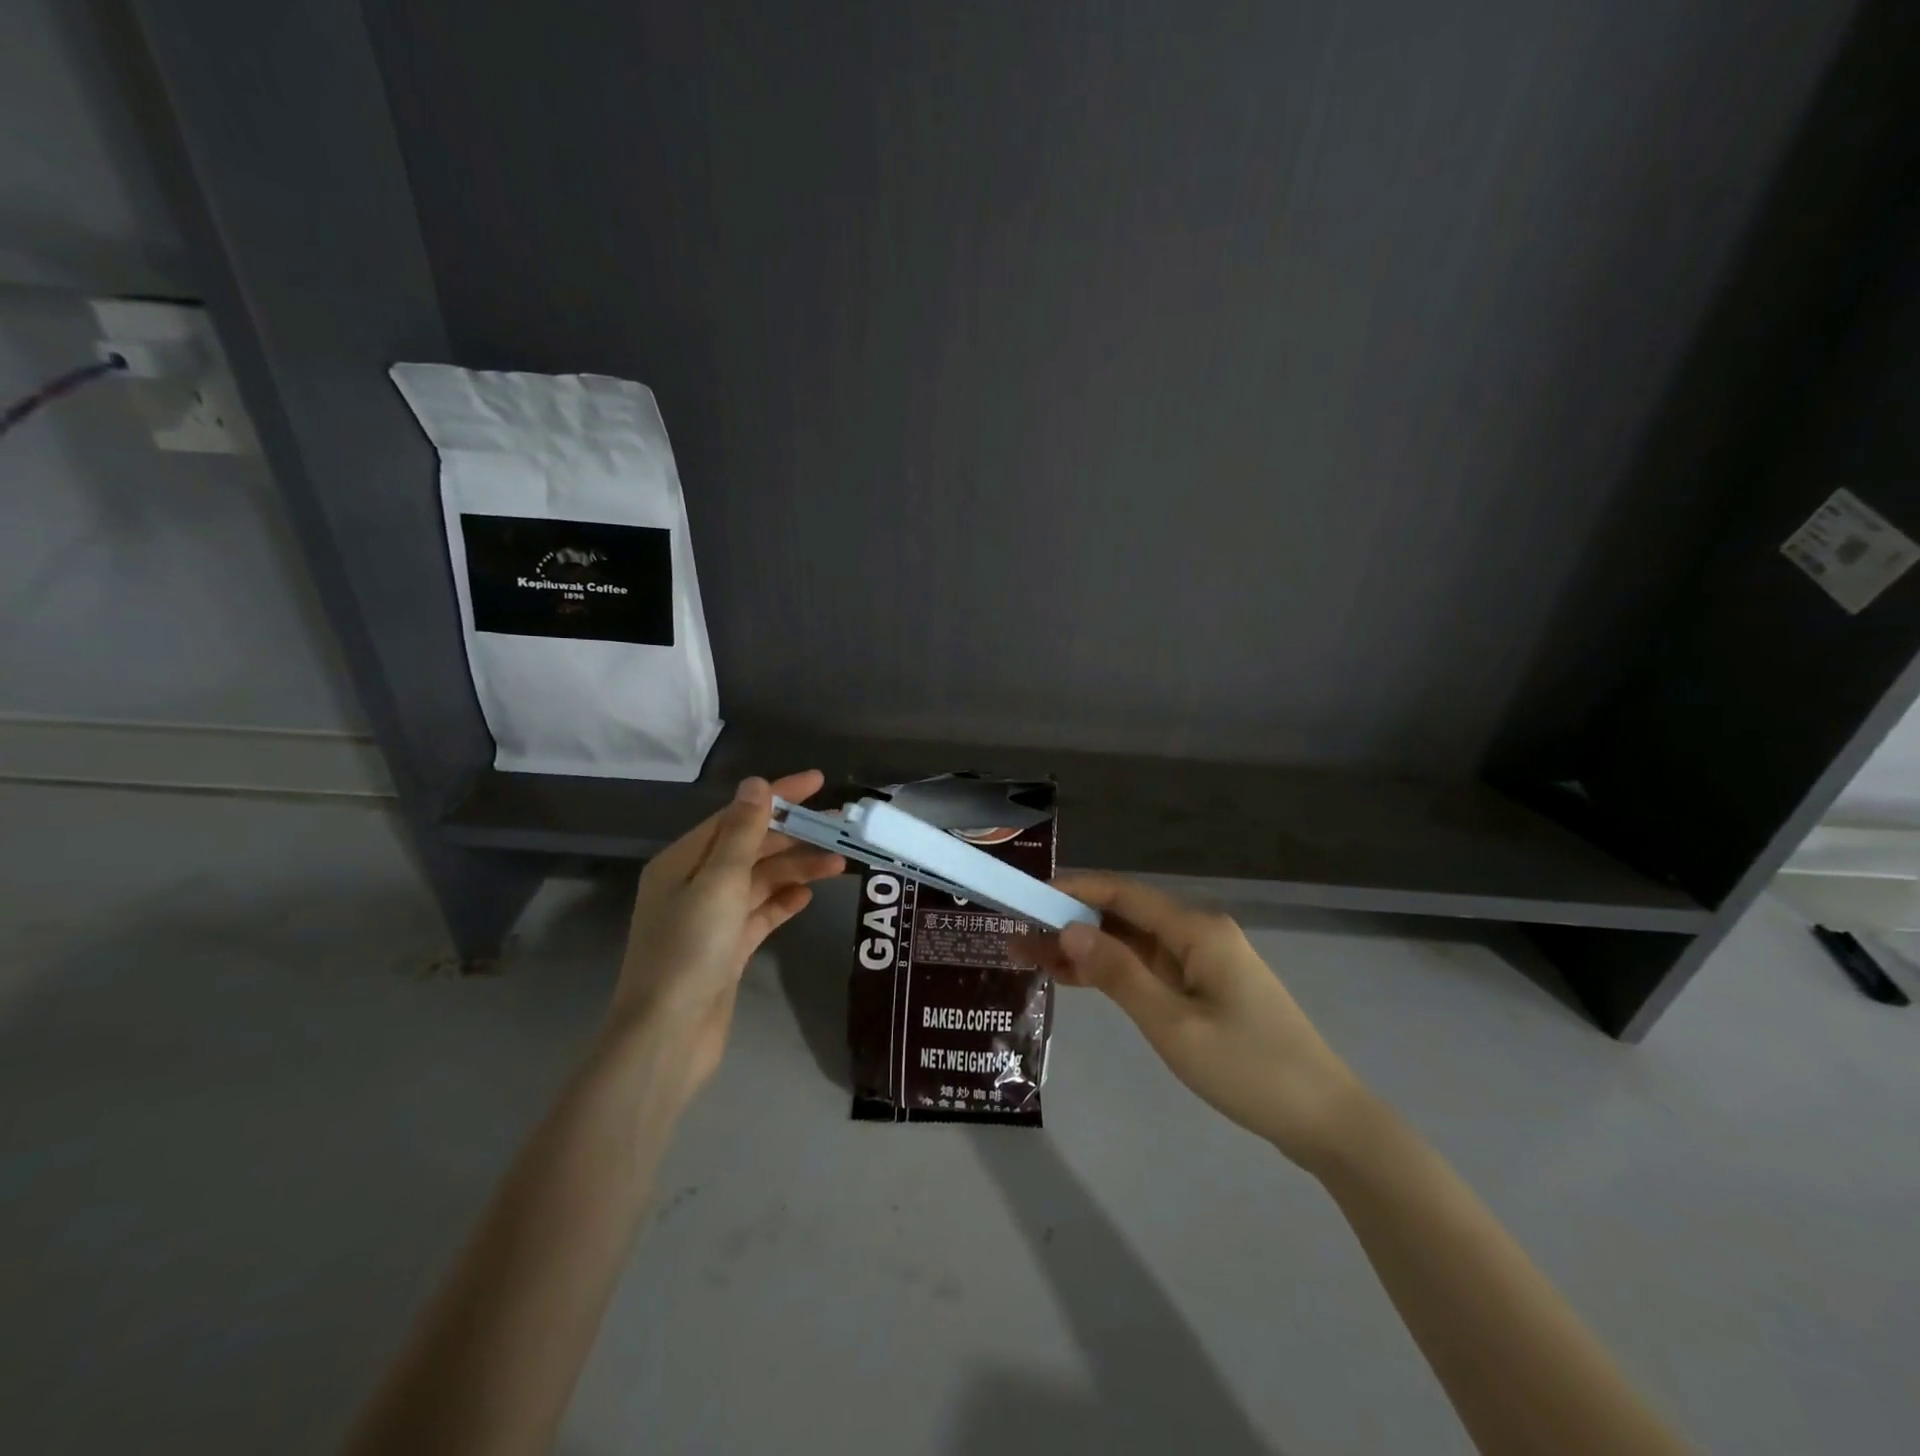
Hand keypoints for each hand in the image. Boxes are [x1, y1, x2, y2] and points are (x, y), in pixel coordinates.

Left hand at [607, 771, 843, 1093]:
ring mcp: (710, 918)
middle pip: (751, 847)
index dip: (778, 796)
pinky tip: (809, 896)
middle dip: (794, 836)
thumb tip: (756, 784)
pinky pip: (760, 913)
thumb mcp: (718, 882)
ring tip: (839, 864)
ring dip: (796, 869)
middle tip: (839, 828)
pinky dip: (783, 901)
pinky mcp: (726, 948)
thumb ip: (742, 833)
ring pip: (760, 880)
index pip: (737, 815)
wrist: (669, 1035)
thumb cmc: (690, 950)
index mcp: (683, 861)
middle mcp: (694, 883)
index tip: (818, 782)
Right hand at [1020, 874, 1364, 1168]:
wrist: (1326, 1121)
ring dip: (1088, 950)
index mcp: (1196, 930)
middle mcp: (1199, 934)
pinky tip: (1077, 980)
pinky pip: (1150, 969)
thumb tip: (1069, 929)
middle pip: (1125, 917)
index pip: (1123, 894)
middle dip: (1071, 924)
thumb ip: (1118, 974)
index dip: (1073, 890)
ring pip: (1134, 945)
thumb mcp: (1173, 1024)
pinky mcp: (1207, 990)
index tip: (1028, 897)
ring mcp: (1205, 963)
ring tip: (1034, 959)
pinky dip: (1114, 973)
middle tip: (1019, 939)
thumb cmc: (1249, 1068)